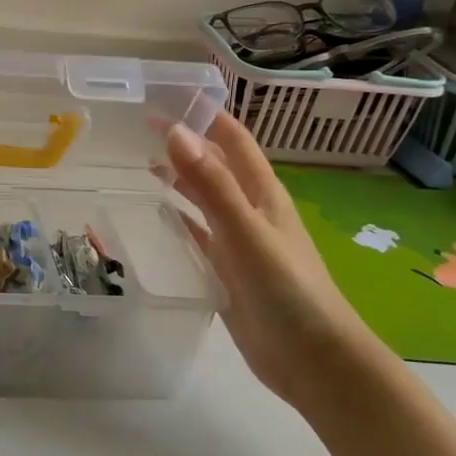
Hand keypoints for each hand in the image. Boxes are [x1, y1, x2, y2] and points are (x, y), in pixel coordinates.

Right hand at [164, 115, 380, 406]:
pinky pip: (199, 235)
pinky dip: (179, 219)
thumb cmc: (287, 290)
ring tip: (143, 162)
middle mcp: (251, 211)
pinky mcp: (228, 271)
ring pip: (205, 198)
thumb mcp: (246, 232)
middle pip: (216, 165)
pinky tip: (158, 215)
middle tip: (142, 126)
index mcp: (262, 194)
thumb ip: (211, 184)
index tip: (168, 95)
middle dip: (186, 143)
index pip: (233, 140)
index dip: (205, 114)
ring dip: (180, 178)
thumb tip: (175, 131)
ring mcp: (240, 242)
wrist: (313, 360)